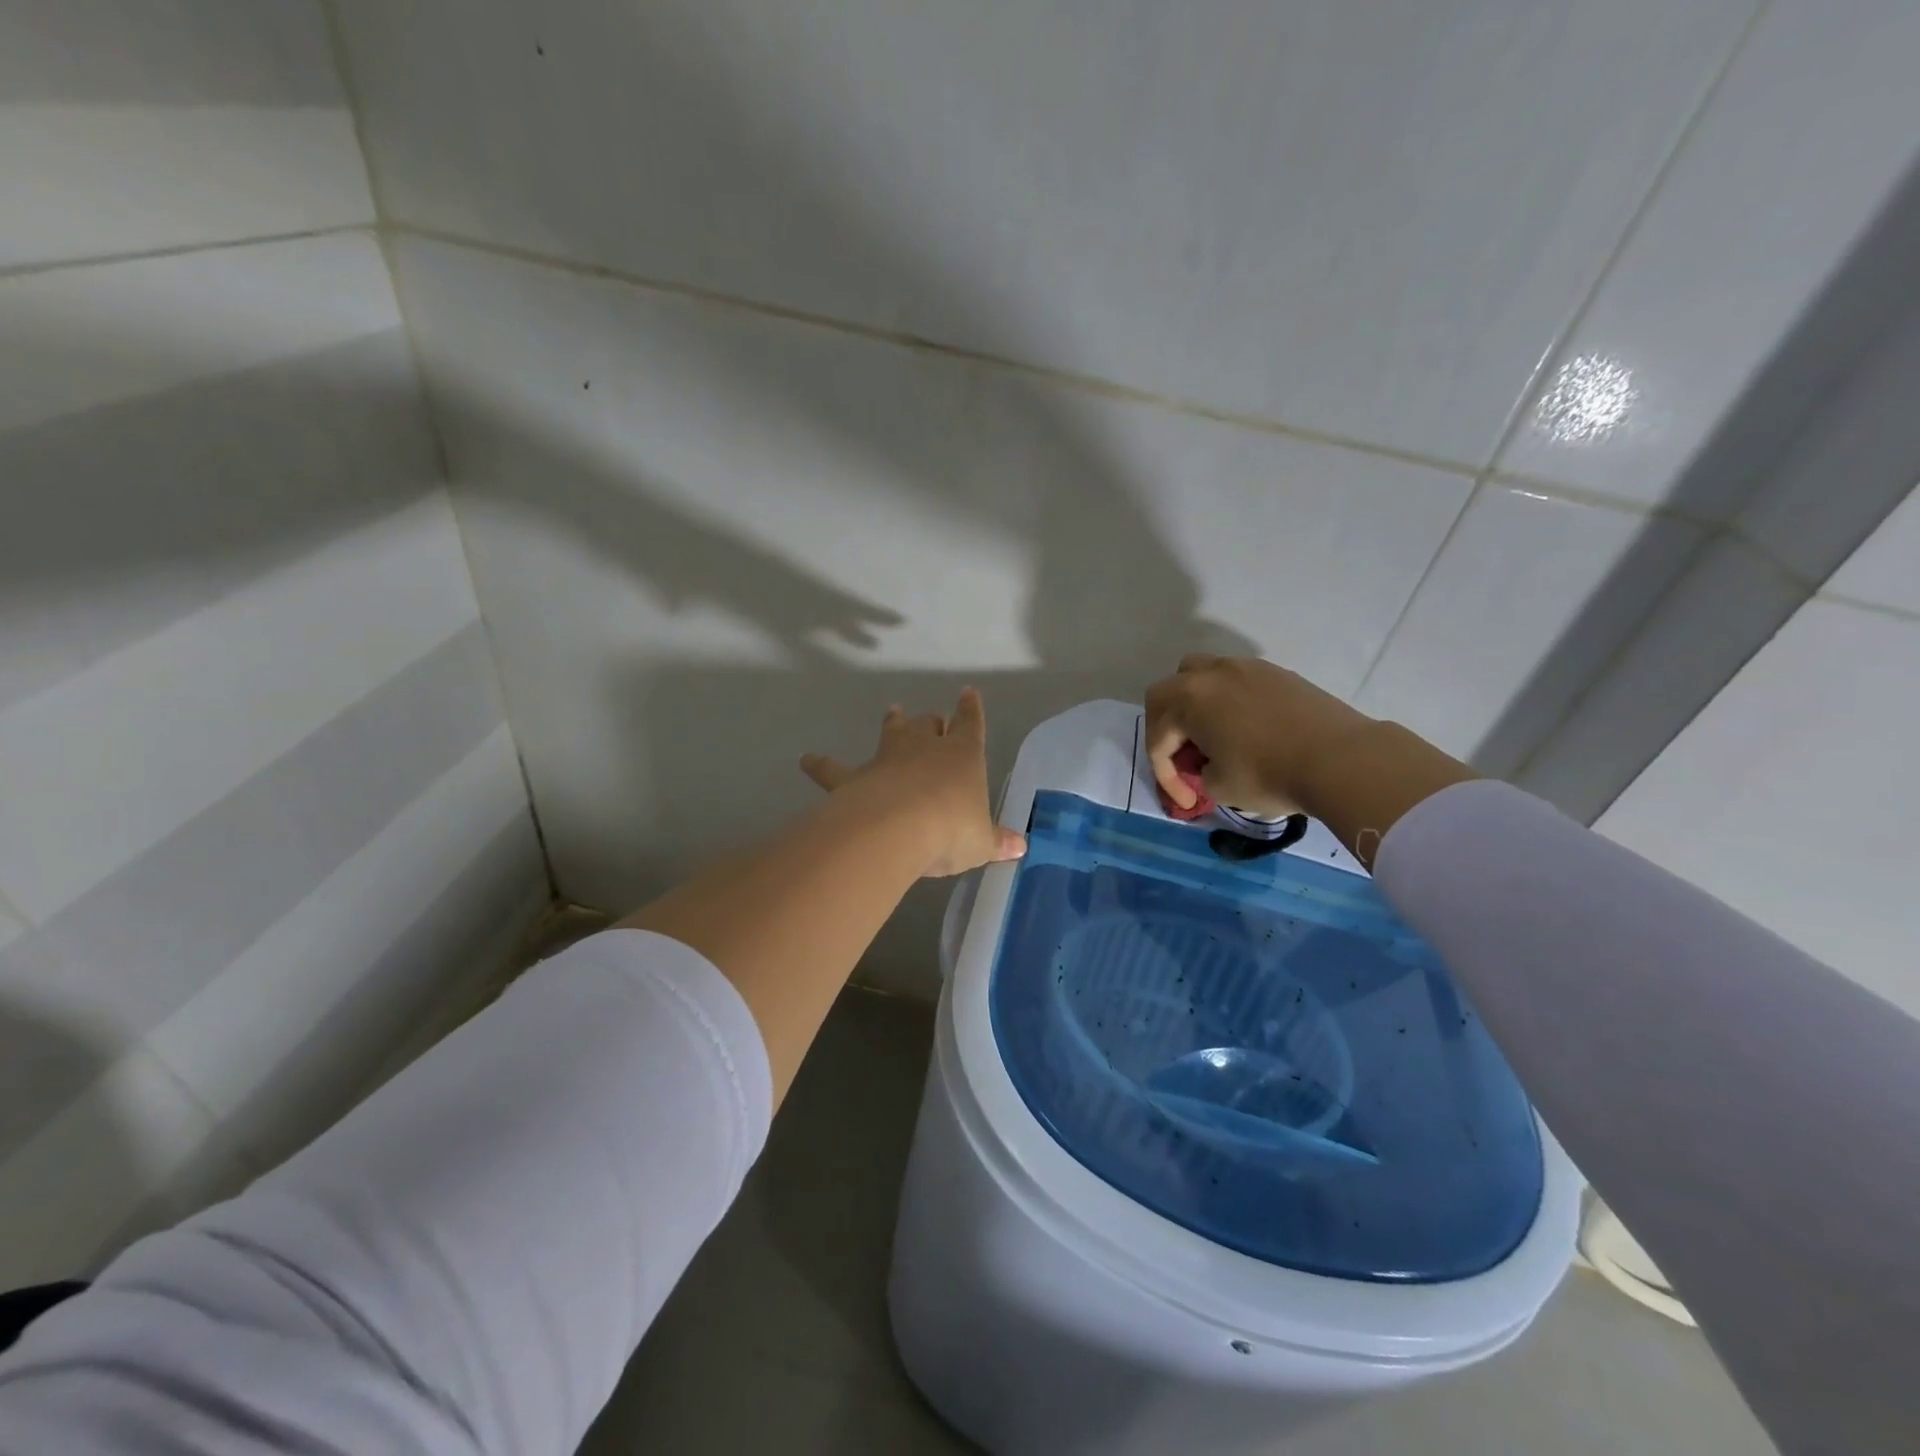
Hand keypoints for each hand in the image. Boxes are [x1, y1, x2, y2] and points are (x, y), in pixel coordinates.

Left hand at [801, 689, 1026, 877]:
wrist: (896, 828)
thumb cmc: (950, 829)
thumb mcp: (981, 841)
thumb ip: (997, 841)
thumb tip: (1020, 846)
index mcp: (963, 755)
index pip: (970, 724)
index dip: (970, 709)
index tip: (968, 693)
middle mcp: (925, 747)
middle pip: (929, 724)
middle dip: (932, 722)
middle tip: (933, 722)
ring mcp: (887, 758)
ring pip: (892, 732)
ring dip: (893, 723)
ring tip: (893, 712)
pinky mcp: (855, 777)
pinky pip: (834, 769)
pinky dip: (820, 764)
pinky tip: (806, 759)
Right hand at [1145, 654, 1370, 817]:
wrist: (1341, 759)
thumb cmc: (1269, 775)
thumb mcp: (1218, 788)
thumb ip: (1198, 773)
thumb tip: (1206, 765)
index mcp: (1188, 700)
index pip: (1159, 738)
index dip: (1165, 775)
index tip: (1188, 800)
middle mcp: (1210, 674)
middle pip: (1166, 693)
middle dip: (1165, 727)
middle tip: (1181, 757)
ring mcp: (1246, 668)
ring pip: (1201, 674)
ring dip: (1194, 703)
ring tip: (1208, 733)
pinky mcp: (1276, 673)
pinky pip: (1235, 680)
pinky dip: (1227, 700)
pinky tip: (1244, 728)